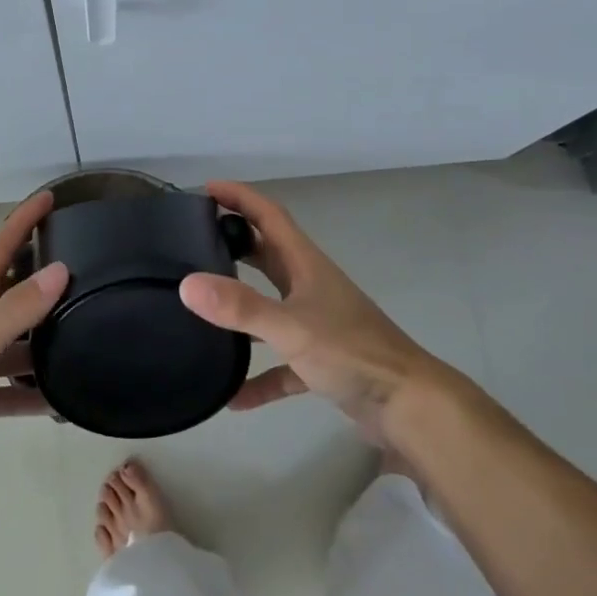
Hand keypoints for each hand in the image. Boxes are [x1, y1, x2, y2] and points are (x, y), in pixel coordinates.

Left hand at [0, 191, 67, 511]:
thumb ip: (15, 311)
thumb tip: (58, 270)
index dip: (24, 221)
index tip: (51, 197)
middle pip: (9, 290)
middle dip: (41, 274)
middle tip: (84, 264)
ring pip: (14, 339)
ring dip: (43, 336)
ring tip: (84, 330)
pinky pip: (10, 383)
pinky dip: (32, 389)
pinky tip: (59, 399)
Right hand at [179, 180, 461, 442]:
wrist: (409, 406)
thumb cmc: (352, 353)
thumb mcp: (291, 327)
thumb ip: (240, 307)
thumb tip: (187, 284)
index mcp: (306, 266)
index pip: (269, 216)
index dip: (240, 198)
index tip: (206, 189)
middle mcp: (310, 287)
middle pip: (267, 255)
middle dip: (234, 243)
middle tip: (195, 242)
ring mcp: (317, 325)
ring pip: (271, 307)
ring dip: (242, 307)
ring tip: (203, 309)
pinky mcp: (322, 362)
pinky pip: (281, 363)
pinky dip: (259, 376)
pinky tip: (235, 397)